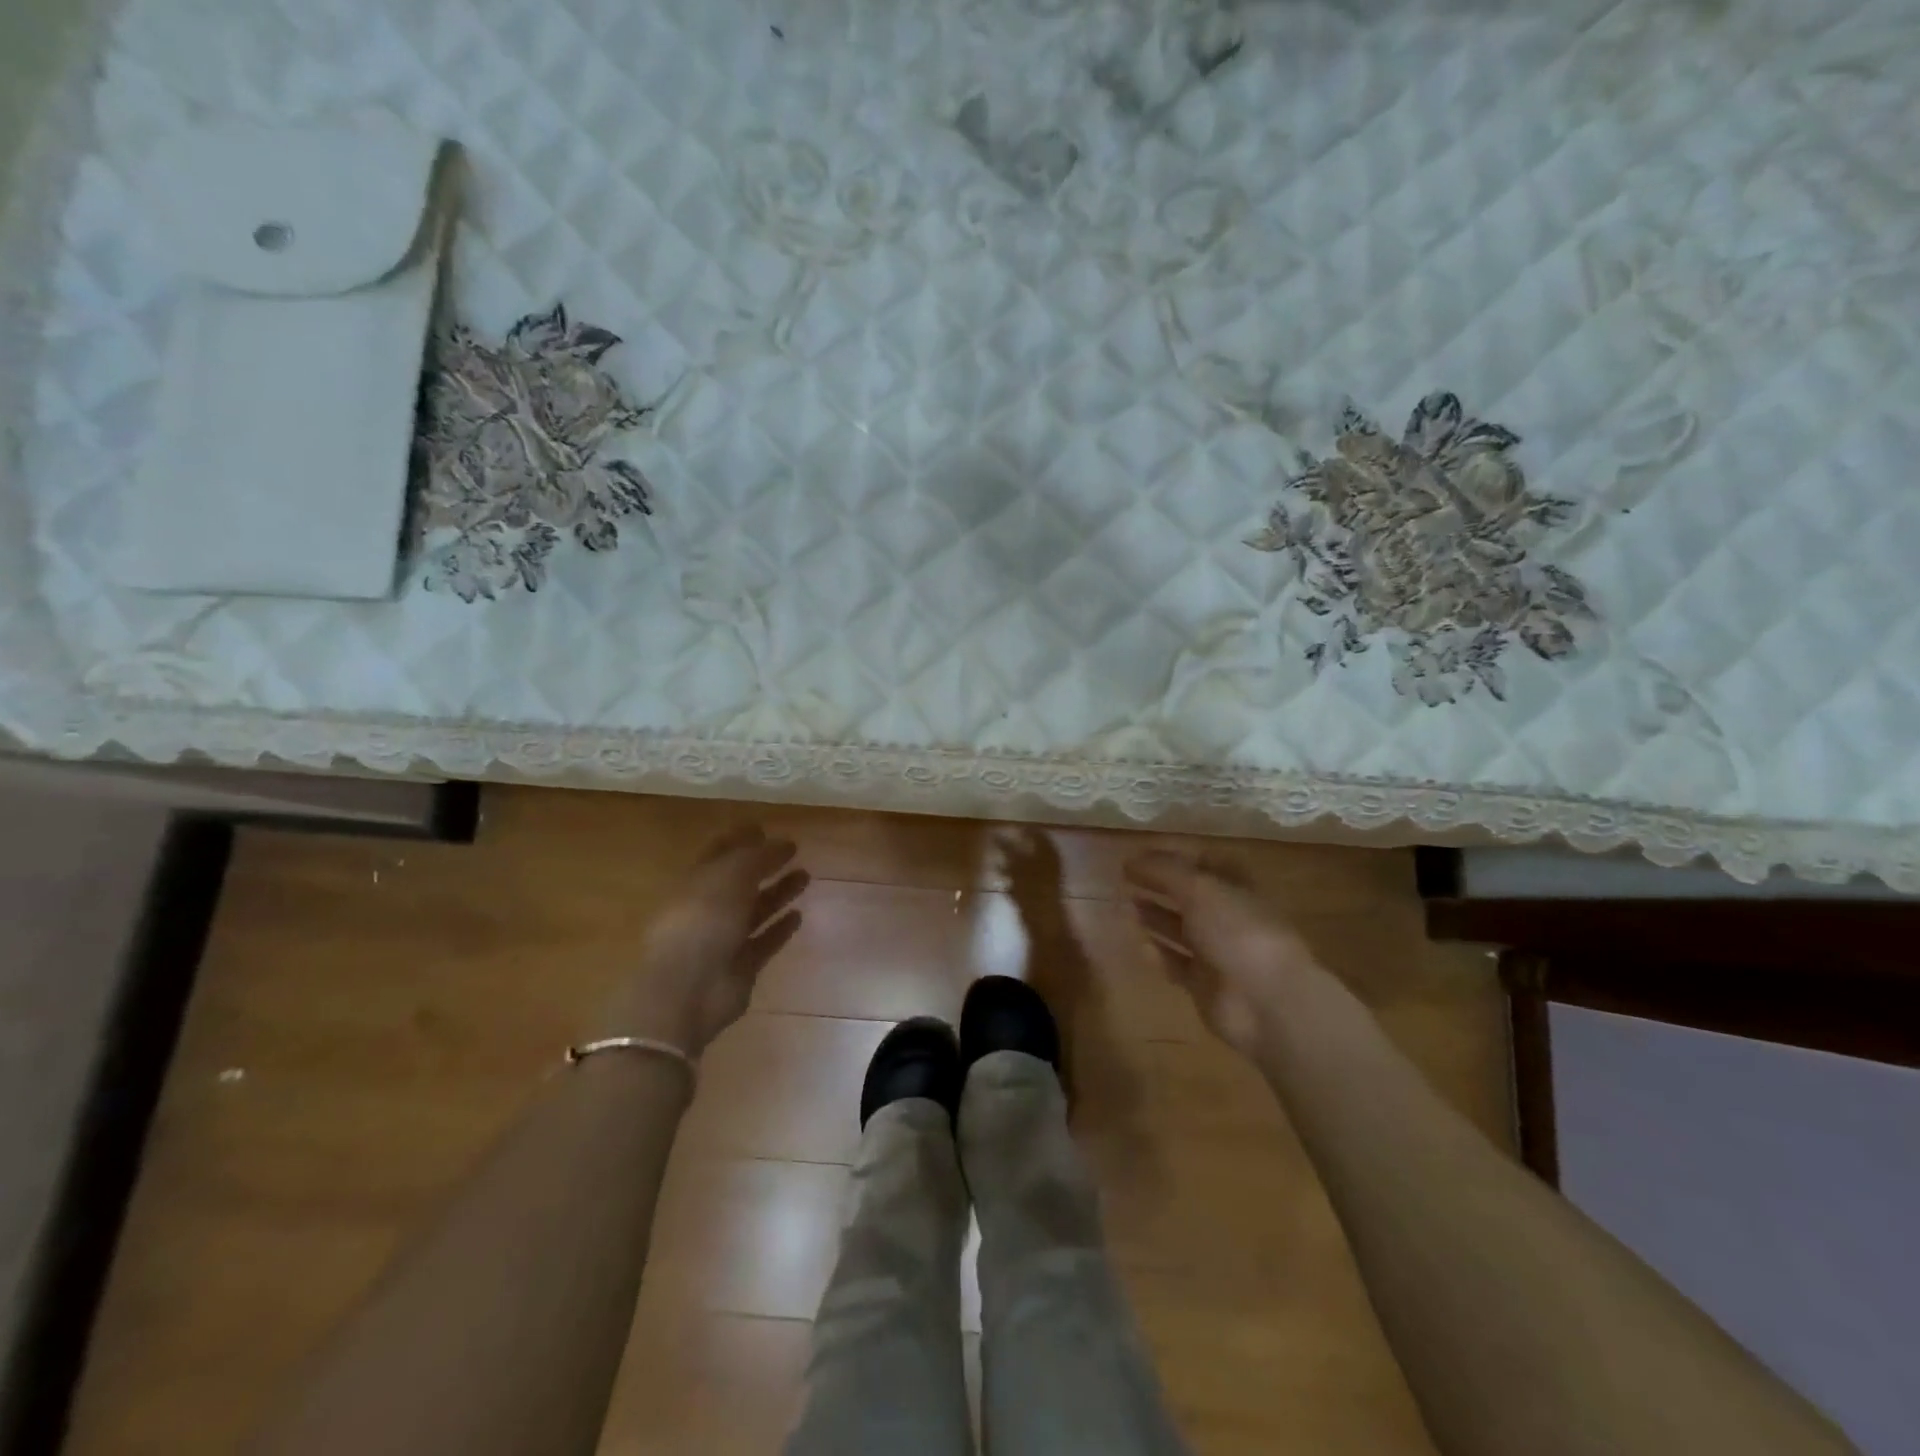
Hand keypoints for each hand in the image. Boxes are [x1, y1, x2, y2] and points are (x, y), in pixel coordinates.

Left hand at [599, 826, 808, 1056]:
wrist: (688, 989)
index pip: (720, 854)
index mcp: (696, 882)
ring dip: (778, 893)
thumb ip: (757, 857)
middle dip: (764, 864)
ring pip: (755, 910)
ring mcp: (724, 940)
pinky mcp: (741, 967)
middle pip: (740, 881)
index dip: (741, 839)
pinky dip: (780, 929)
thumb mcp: (730, 876)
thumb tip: (781, 842)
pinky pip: (764, 942)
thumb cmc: (703, 921)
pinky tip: (799, 915)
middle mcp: (708, 909)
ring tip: (805, 876)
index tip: (765, 827)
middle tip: (794, 850)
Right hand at [1123, 851, 1324, 1058]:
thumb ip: (1163, 871)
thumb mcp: (1199, 888)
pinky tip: (1138, 944)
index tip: (1139, 853)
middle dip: (1159, 885)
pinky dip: (1158, 953)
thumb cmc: (1237, 931)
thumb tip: (1130, 859)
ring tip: (1124, 905)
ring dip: (1154, 916)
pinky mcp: (1205, 983)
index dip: (1173, 855)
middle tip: (1124, 877)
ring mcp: (1218, 951)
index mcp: (1237, 886)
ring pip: (1180, 928)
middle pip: (1189, 894)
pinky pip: (1176, 963)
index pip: (1203, 861)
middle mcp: (1228, 915)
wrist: (1266, 1000)